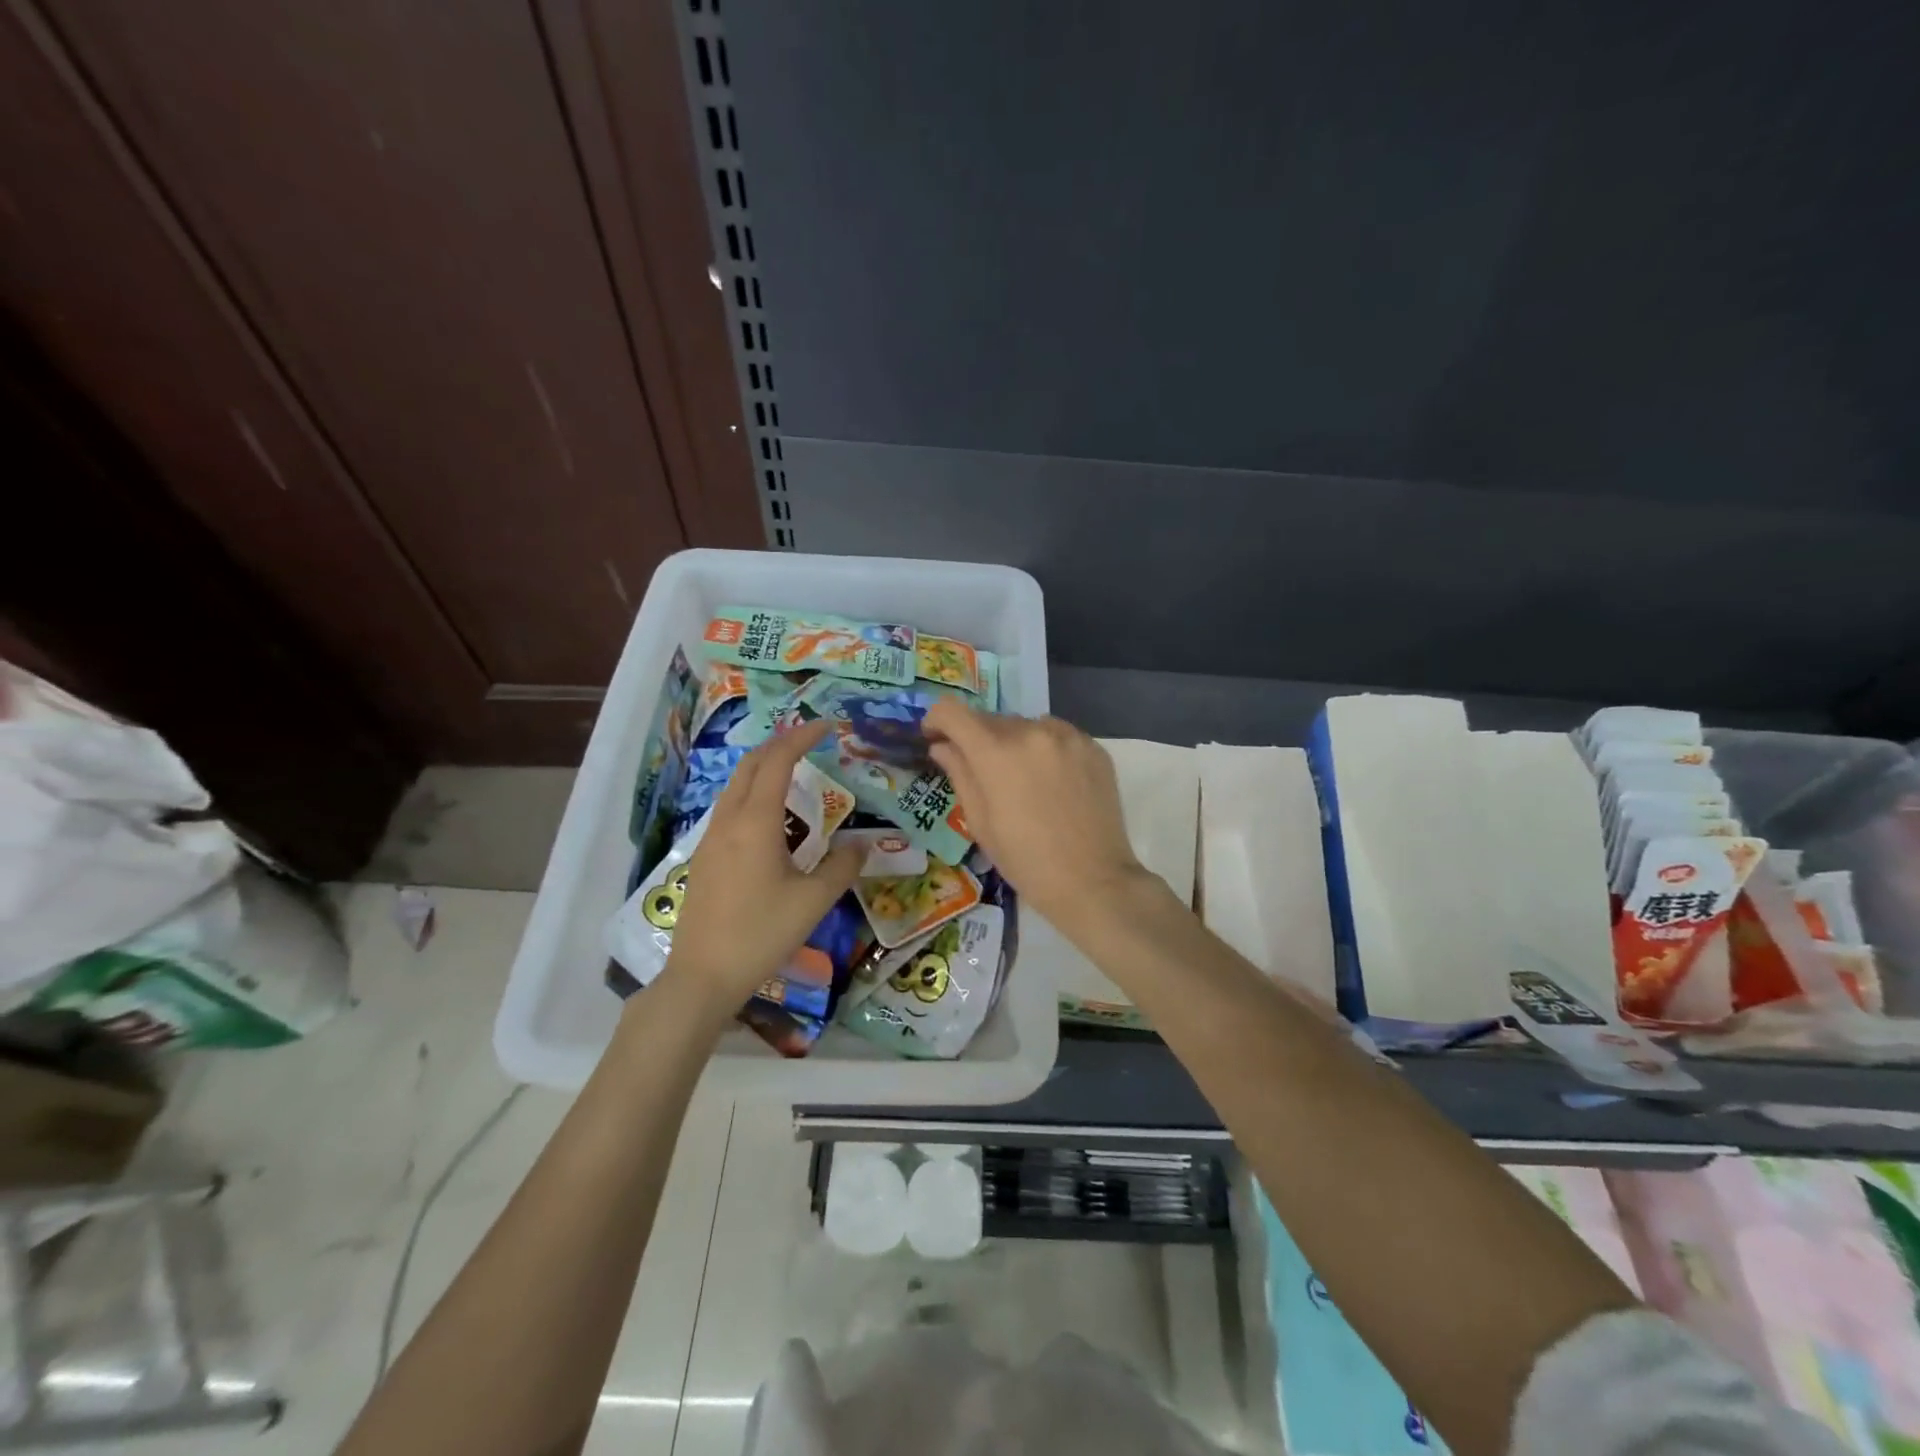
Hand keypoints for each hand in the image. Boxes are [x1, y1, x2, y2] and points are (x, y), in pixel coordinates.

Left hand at [658, 719, 862, 1016]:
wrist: (703, 976)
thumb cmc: (762, 934)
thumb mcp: (814, 901)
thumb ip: (842, 867)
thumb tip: (863, 845)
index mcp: (756, 822)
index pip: (777, 762)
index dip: (801, 737)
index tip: (826, 726)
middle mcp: (729, 821)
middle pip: (750, 765)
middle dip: (779, 744)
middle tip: (809, 740)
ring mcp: (710, 839)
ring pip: (735, 786)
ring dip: (762, 768)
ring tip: (792, 771)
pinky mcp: (703, 858)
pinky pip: (728, 808)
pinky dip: (751, 792)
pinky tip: (768, 816)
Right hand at [923, 701, 1145, 927]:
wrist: (1093, 881)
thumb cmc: (1026, 861)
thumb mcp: (980, 822)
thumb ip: (959, 774)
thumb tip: (942, 746)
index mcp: (996, 752)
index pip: (952, 711)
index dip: (937, 720)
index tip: (936, 737)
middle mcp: (1031, 731)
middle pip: (991, 719)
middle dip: (978, 739)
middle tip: (982, 772)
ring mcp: (1067, 736)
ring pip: (1026, 725)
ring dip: (1015, 742)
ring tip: (1022, 779)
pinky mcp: (1093, 747)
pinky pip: (1058, 735)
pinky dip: (1046, 749)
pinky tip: (1053, 782)